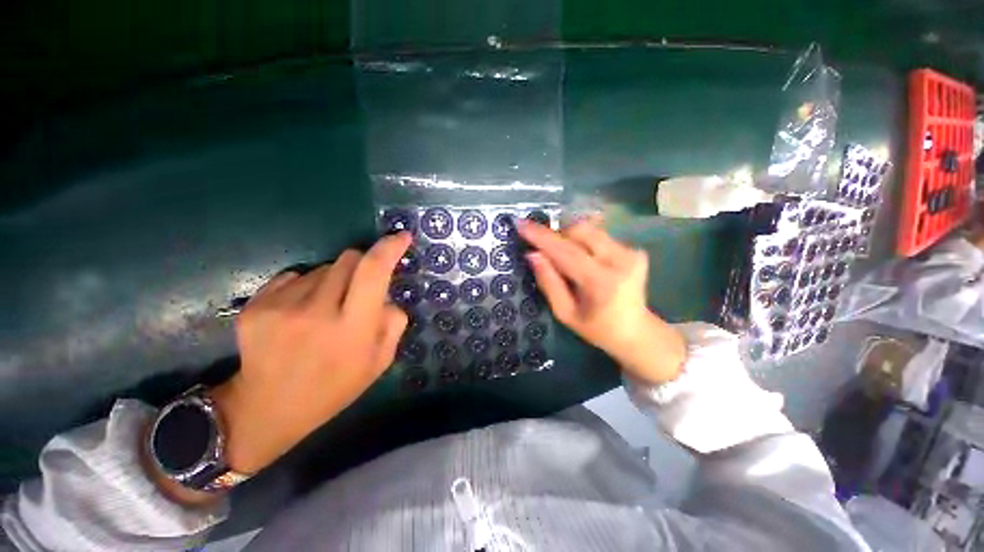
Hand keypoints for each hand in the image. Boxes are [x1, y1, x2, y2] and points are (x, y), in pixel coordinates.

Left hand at [210, 232, 411, 473]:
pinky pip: (295, 275)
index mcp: (352, 329)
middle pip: (349, 258)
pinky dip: (308, 285)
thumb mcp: (380, 361)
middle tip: (360, 289)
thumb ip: (394, 322)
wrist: (268, 408)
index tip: (402, 237)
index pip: (374, 272)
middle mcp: (316, 311)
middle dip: (363, 265)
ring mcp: (280, 306)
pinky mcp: (256, 305)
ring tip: (326, 308)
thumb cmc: (335, 387)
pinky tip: (301, 312)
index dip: (390, 248)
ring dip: (335, 279)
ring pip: (324, 266)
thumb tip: (387, 295)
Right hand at [518, 219, 685, 384]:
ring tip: (564, 257)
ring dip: (569, 237)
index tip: (521, 223)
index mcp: (601, 282)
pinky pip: (599, 236)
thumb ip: (548, 282)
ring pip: (589, 229)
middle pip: (579, 230)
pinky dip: (583, 243)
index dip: (541, 237)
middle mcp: (620, 261)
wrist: (636, 331)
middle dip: (556, 235)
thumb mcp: (565, 313)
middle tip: (544, 249)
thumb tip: (532, 254)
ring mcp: (631, 253)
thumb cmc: (596, 328)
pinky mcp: (635, 250)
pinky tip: (584, 260)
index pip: (565, 251)